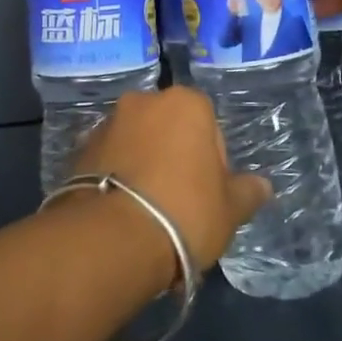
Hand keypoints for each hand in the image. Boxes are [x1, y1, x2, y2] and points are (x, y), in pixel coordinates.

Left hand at [70, 89, 269, 275]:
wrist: (112, 238)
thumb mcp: (230, 210)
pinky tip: (123, 212)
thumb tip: (262, 186)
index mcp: (185, 103)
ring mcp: (106, 123)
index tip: (208, 192)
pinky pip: (109, 160)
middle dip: (174, 156)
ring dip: (143, 164)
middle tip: (179, 201)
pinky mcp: (78, 150)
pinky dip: (117, 176)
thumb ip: (247, 192)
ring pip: (136, 142)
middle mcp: (143, 101)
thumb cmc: (184, 212)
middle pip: (169, 129)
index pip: (209, 126)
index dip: (212, 162)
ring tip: (147, 211)